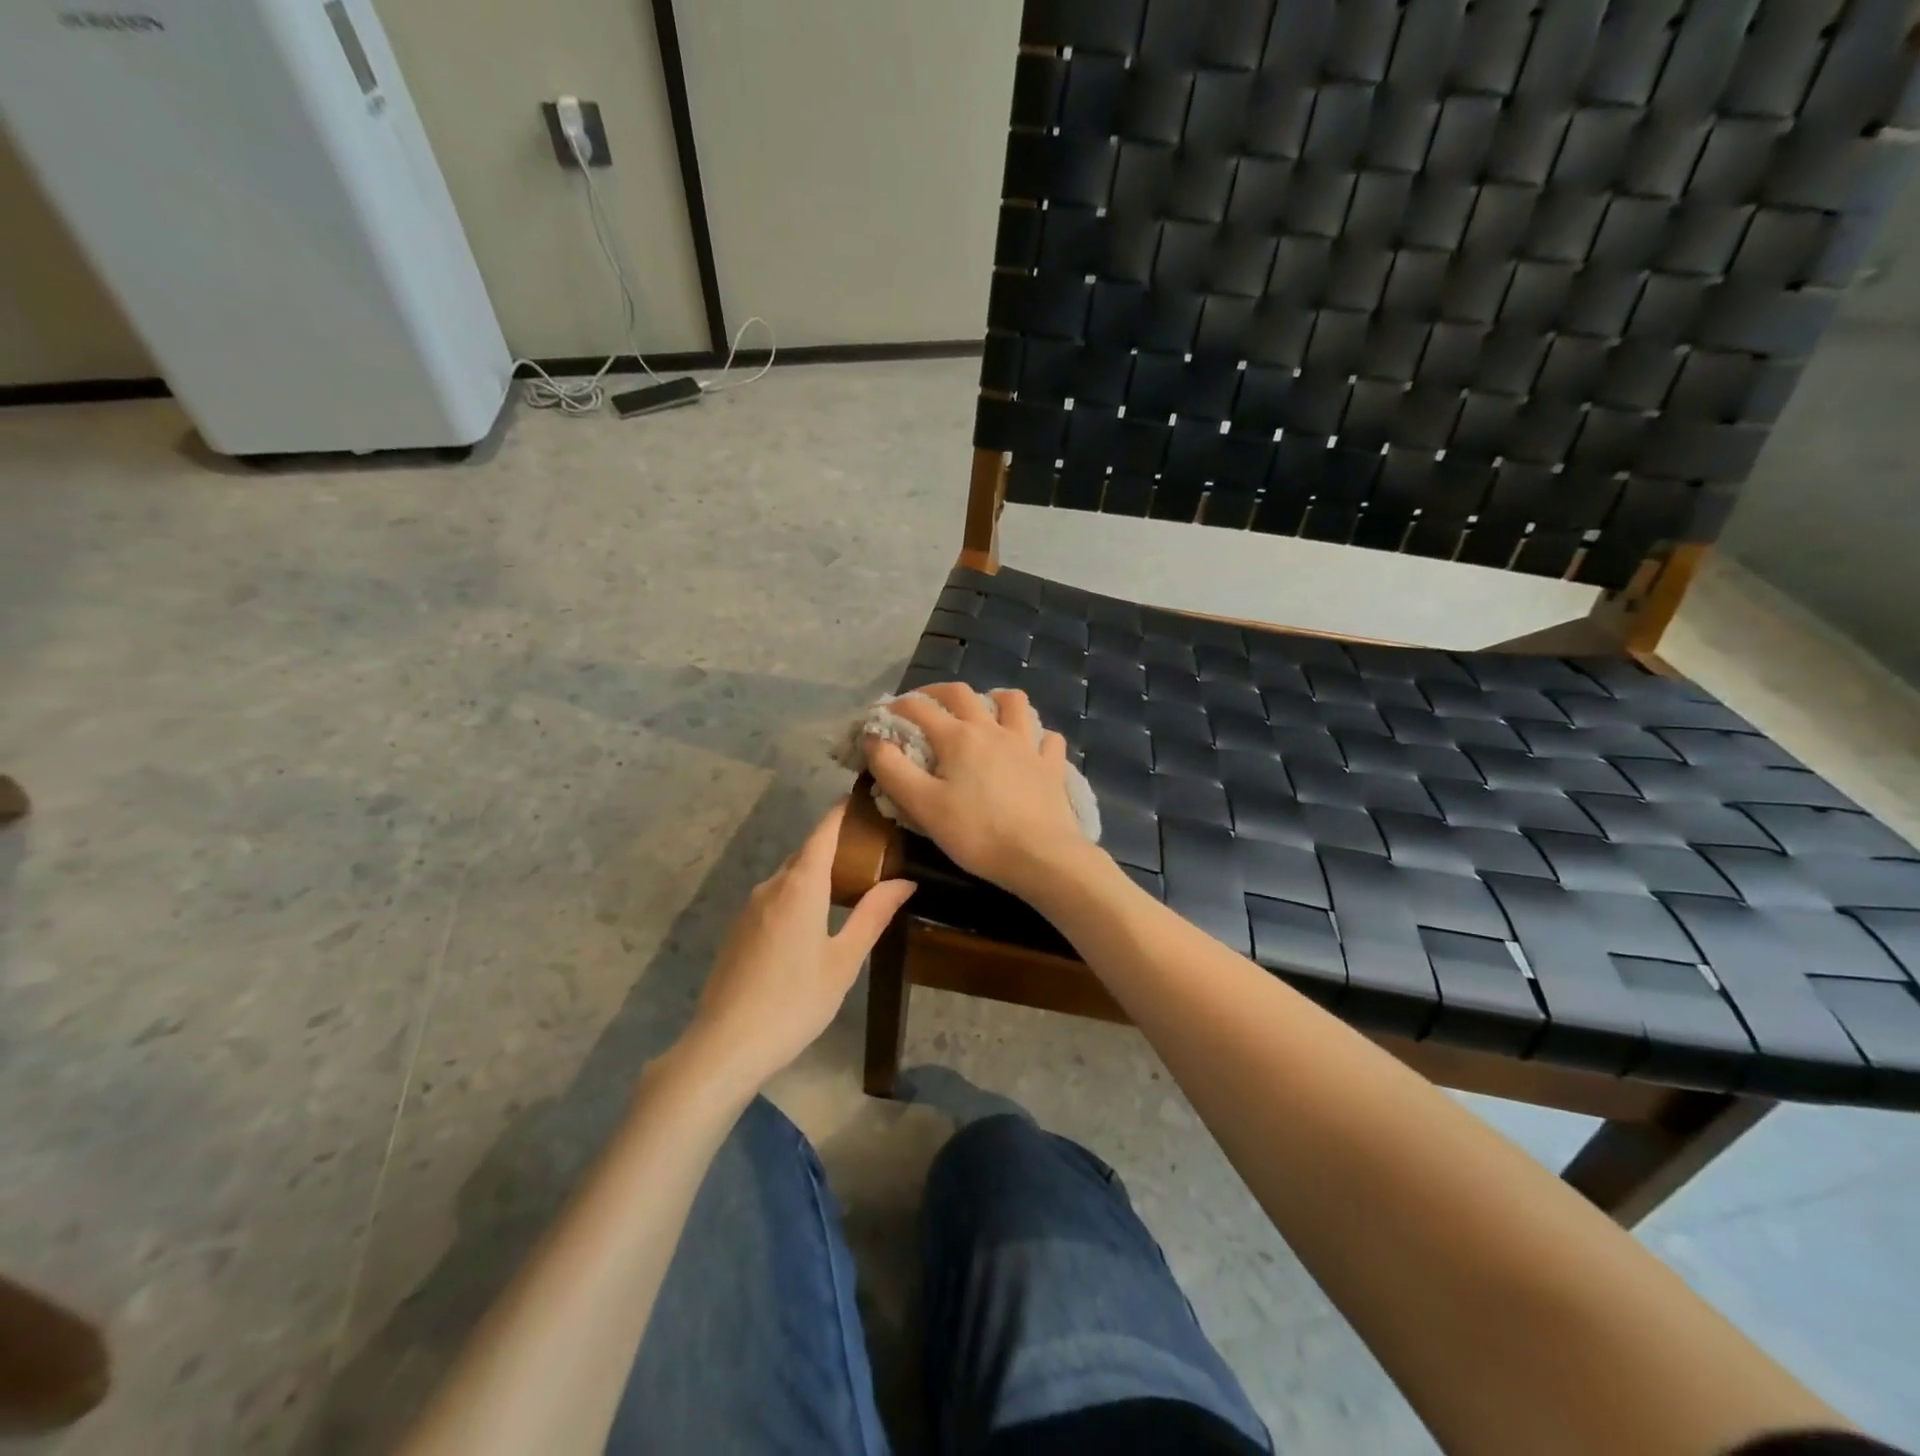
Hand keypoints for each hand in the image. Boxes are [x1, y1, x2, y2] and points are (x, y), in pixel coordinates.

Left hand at [680, 801, 914, 1093]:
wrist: (725, 1045)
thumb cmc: (796, 1000)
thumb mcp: (844, 960)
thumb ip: (873, 915)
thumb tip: (905, 881)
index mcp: (800, 885)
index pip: (823, 832)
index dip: (842, 811)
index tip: (862, 797)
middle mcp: (771, 886)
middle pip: (806, 853)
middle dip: (835, 845)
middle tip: (871, 851)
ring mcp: (749, 908)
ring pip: (788, 877)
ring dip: (816, 874)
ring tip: (848, 886)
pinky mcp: (738, 931)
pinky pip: (774, 899)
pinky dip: (797, 895)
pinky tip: (813, 924)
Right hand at [866, 683, 1094, 899]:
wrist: (1040, 856)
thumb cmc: (976, 833)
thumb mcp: (922, 805)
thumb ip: (892, 769)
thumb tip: (873, 738)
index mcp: (958, 737)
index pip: (918, 708)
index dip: (894, 707)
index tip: (879, 715)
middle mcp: (993, 730)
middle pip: (962, 694)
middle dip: (937, 692)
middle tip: (924, 703)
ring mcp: (1027, 745)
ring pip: (1014, 703)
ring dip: (995, 699)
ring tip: (984, 711)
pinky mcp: (1051, 766)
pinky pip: (1047, 738)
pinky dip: (1036, 736)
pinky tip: (1029, 746)